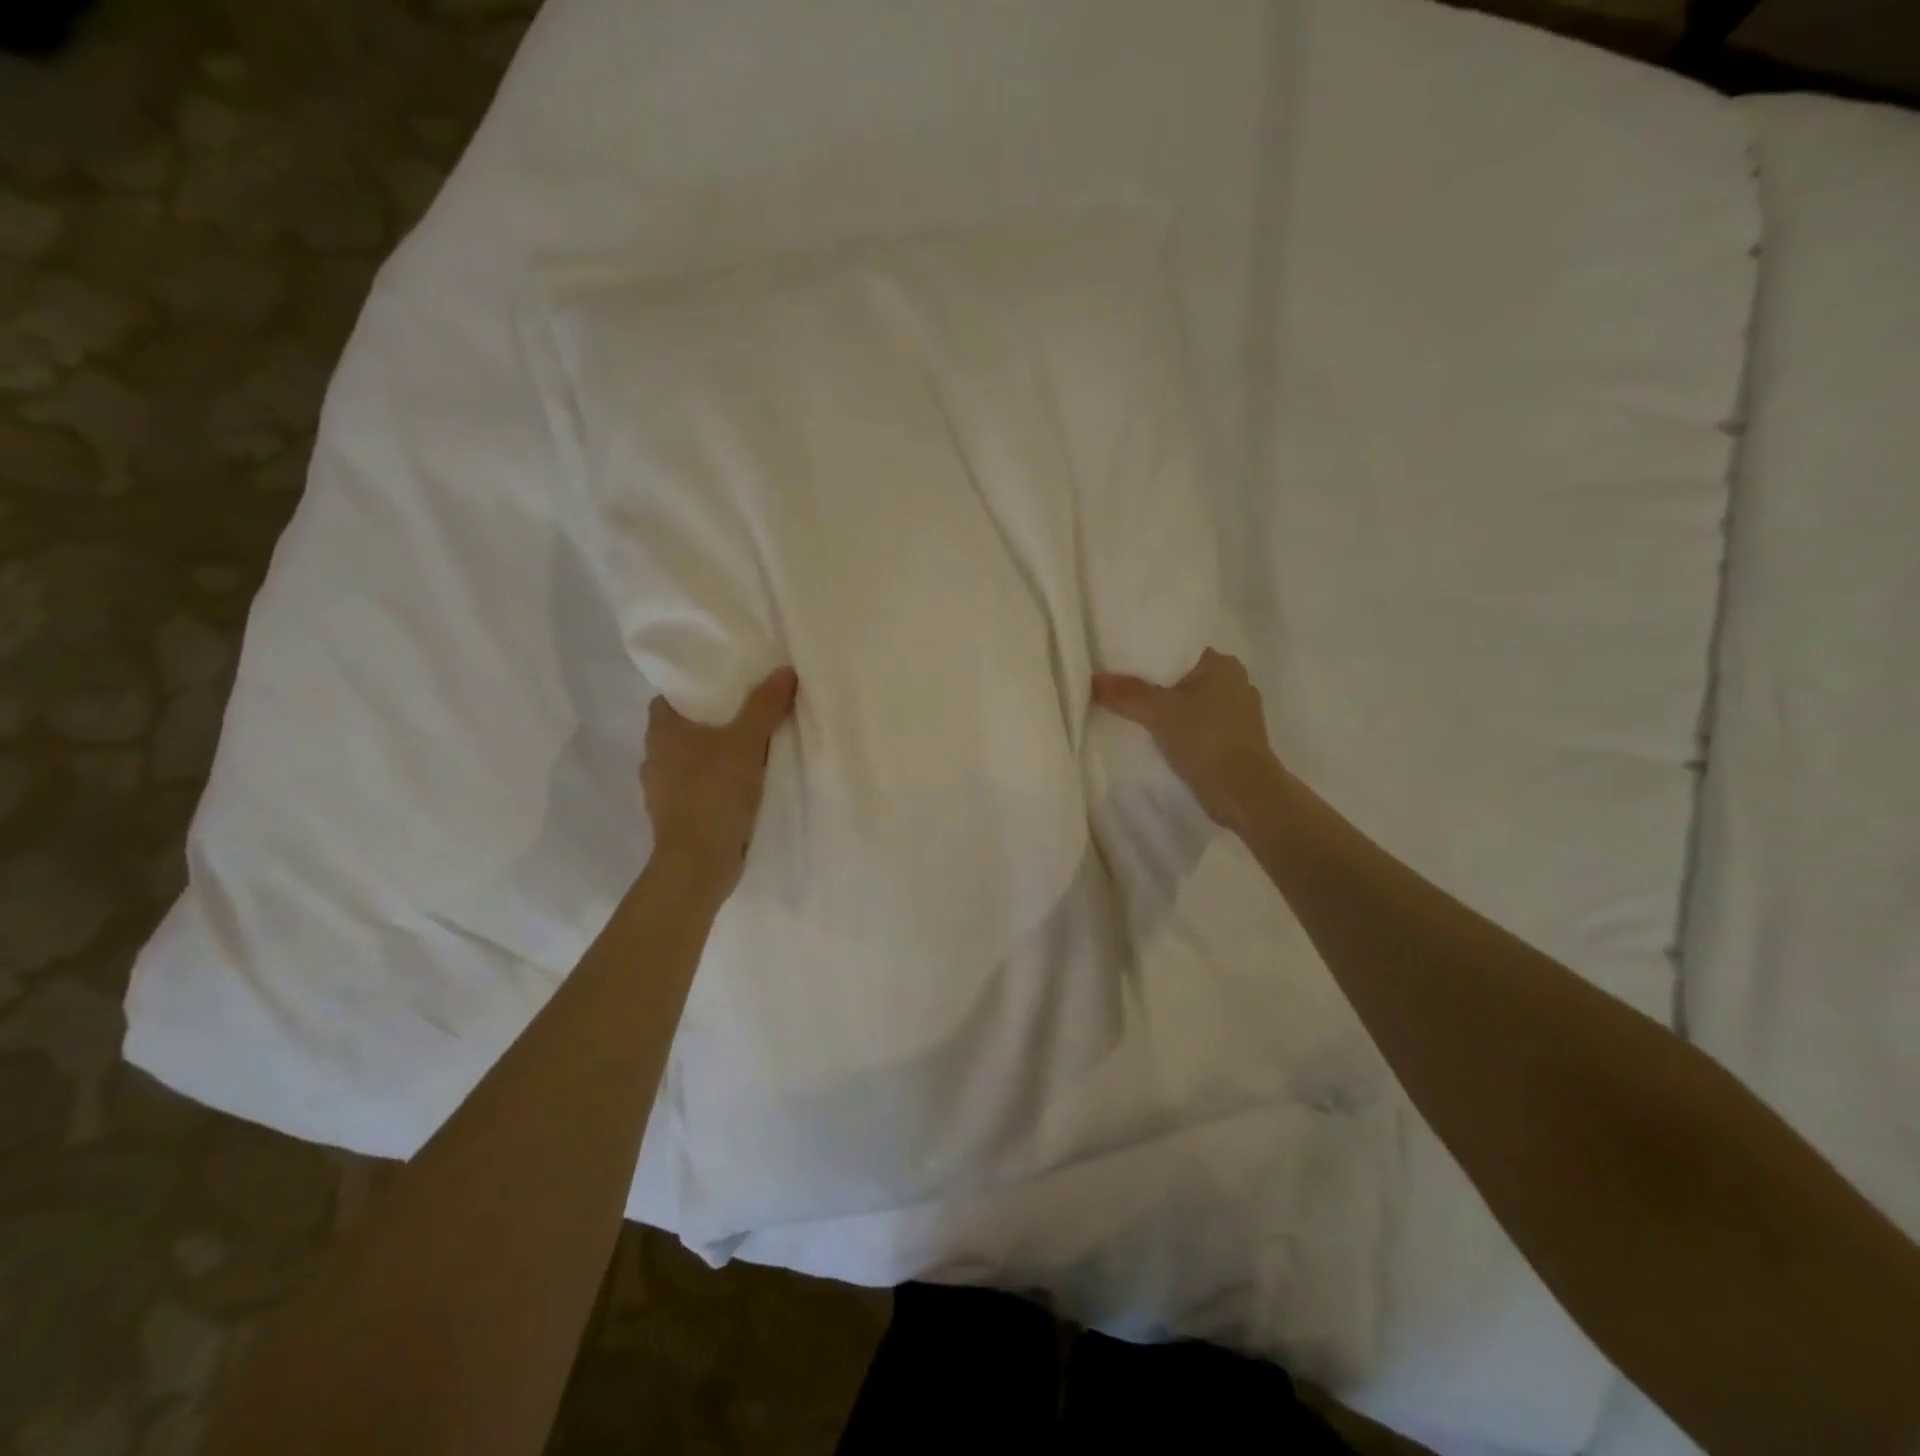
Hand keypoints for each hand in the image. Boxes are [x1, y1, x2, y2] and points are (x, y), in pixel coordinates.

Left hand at [641, 667, 798, 894]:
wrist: (698, 862)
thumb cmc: (714, 792)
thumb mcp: (747, 742)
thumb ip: (765, 706)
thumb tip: (784, 670)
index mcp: (661, 733)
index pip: (667, 700)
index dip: (692, 693)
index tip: (724, 691)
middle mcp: (653, 759)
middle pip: (680, 731)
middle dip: (708, 726)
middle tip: (745, 718)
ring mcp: (661, 793)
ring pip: (687, 764)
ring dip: (711, 759)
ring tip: (748, 754)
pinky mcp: (675, 820)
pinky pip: (696, 791)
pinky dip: (714, 787)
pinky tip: (740, 790)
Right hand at [1093, 649, 1282, 831]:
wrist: (1243, 792)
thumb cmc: (1205, 739)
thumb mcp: (1158, 712)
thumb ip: (1126, 693)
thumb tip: (1094, 679)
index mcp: (1224, 665)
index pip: (1181, 652)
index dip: (1151, 660)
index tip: (1124, 670)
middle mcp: (1238, 683)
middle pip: (1185, 679)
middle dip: (1159, 688)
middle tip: (1124, 695)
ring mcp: (1241, 715)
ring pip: (1194, 705)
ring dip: (1173, 713)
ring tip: (1138, 718)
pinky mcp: (1238, 742)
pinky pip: (1202, 728)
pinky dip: (1184, 732)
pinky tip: (1162, 741)